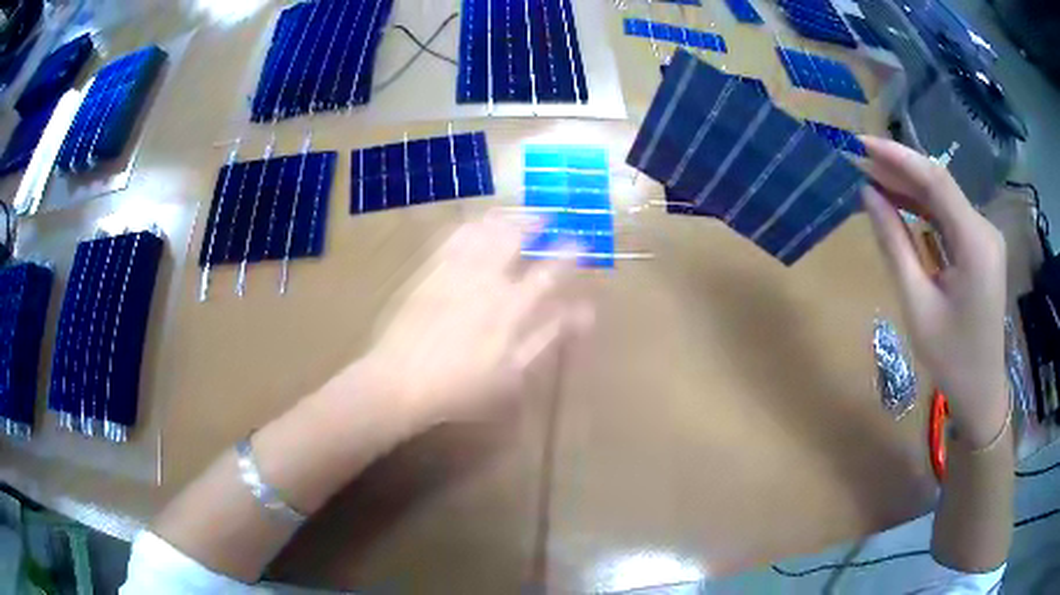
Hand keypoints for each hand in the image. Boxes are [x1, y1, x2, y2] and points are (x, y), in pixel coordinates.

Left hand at [357, 214, 592, 435]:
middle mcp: (486, 279)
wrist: (400, 381)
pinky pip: (451, 238)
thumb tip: (585, 313)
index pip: (550, 271)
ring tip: (514, 216)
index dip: (568, 254)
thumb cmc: (462, 387)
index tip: (579, 243)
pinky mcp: (428, 271)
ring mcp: (455, 272)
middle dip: (533, 222)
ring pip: (484, 231)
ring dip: (504, 219)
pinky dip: (468, 227)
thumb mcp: (514, 373)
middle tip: (544, 218)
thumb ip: (548, 338)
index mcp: (512, 307)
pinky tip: (474, 225)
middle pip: (515, 237)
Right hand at [860, 137, 1007, 447]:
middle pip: (940, 185)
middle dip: (899, 169)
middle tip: (858, 161)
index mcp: (975, 243)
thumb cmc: (951, 358)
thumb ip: (895, 245)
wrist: (982, 390)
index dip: (897, 157)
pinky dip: (923, 208)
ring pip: (944, 198)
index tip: (860, 145)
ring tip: (871, 178)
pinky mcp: (981, 247)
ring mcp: (985, 237)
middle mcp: (985, 229)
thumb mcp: (917, 305)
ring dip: (909, 187)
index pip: (936, 181)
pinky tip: (899, 203)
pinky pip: (949, 216)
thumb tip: (869, 196)